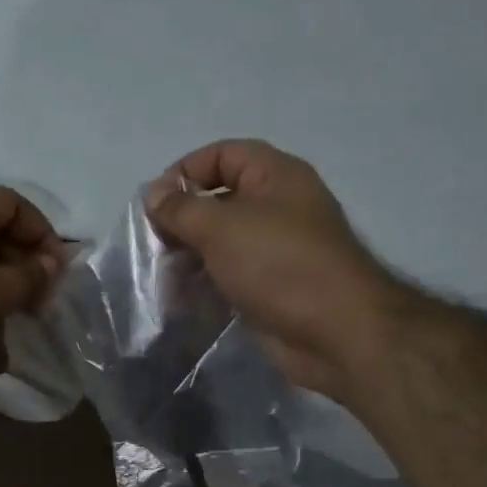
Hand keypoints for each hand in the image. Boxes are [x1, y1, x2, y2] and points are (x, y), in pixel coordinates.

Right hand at [146, 140, 393, 399]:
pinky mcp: (272, 286)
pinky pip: (231, 274)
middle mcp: (278, 206)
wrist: (334, 331)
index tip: (154, 205)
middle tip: (154, 244)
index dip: (185, 171)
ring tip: (163, 274)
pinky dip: (206, 282)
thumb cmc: (279, 265)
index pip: (222, 155)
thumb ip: (181, 209)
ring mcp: (277, 249)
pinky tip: (182, 297)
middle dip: (184, 219)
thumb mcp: (221, 228)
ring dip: (191, 254)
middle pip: (220, 199)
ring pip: (223, 241)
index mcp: (275, 176)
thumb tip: (152, 193)